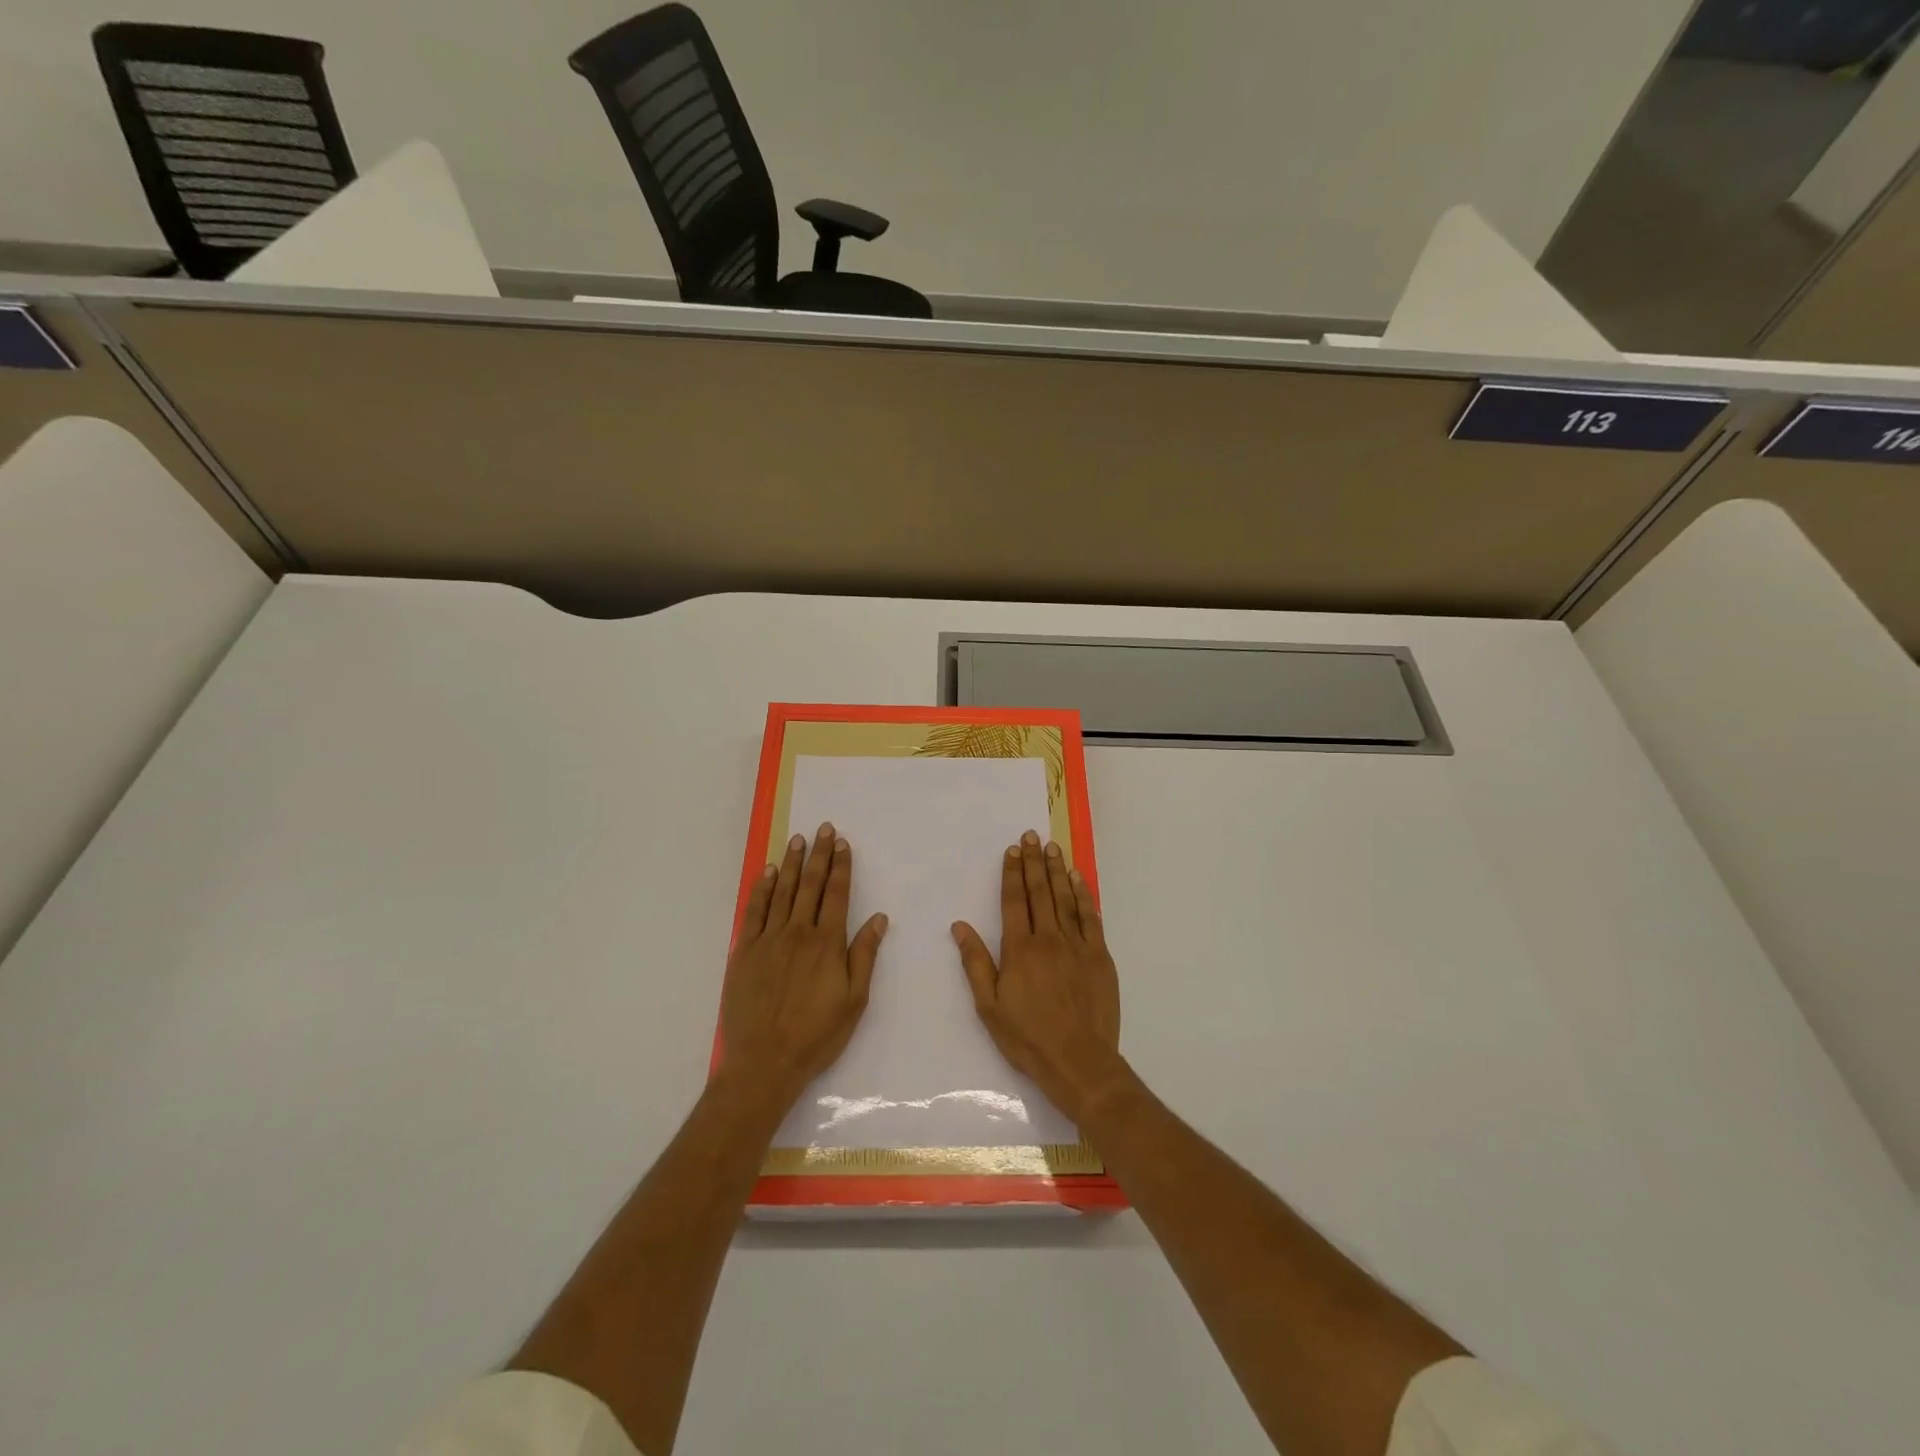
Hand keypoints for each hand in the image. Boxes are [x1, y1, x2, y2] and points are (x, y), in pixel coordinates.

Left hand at [721, 822, 887, 1112]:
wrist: (764, 1062)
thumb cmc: (816, 1034)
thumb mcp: (854, 1000)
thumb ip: (864, 955)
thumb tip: (879, 918)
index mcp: (827, 943)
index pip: (837, 894)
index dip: (841, 866)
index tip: (842, 843)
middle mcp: (798, 932)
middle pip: (810, 885)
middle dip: (818, 855)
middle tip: (822, 828)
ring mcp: (768, 940)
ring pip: (782, 891)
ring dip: (791, 863)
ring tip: (798, 839)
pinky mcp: (745, 951)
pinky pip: (754, 911)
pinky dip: (762, 888)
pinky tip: (767, 872)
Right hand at [952, 830, 1122, 1124]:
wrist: (1079, 1061)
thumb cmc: (1028, 1037)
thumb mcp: (990, 1006)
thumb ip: (975, 962)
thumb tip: (960, 926)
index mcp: (1020, 949)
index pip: (1014, 901)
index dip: (1012, 873)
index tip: (1012, 850)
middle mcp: (1049, 939)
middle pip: (1040, 892)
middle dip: (1033, 862)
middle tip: (1031, 835)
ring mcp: (1077, 945)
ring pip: (1065, 898)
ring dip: (1057, 870)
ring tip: (1052, 847)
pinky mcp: (1100, 956)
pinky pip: (1091, 917)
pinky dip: (1084, 895)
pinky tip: (1078, 879)